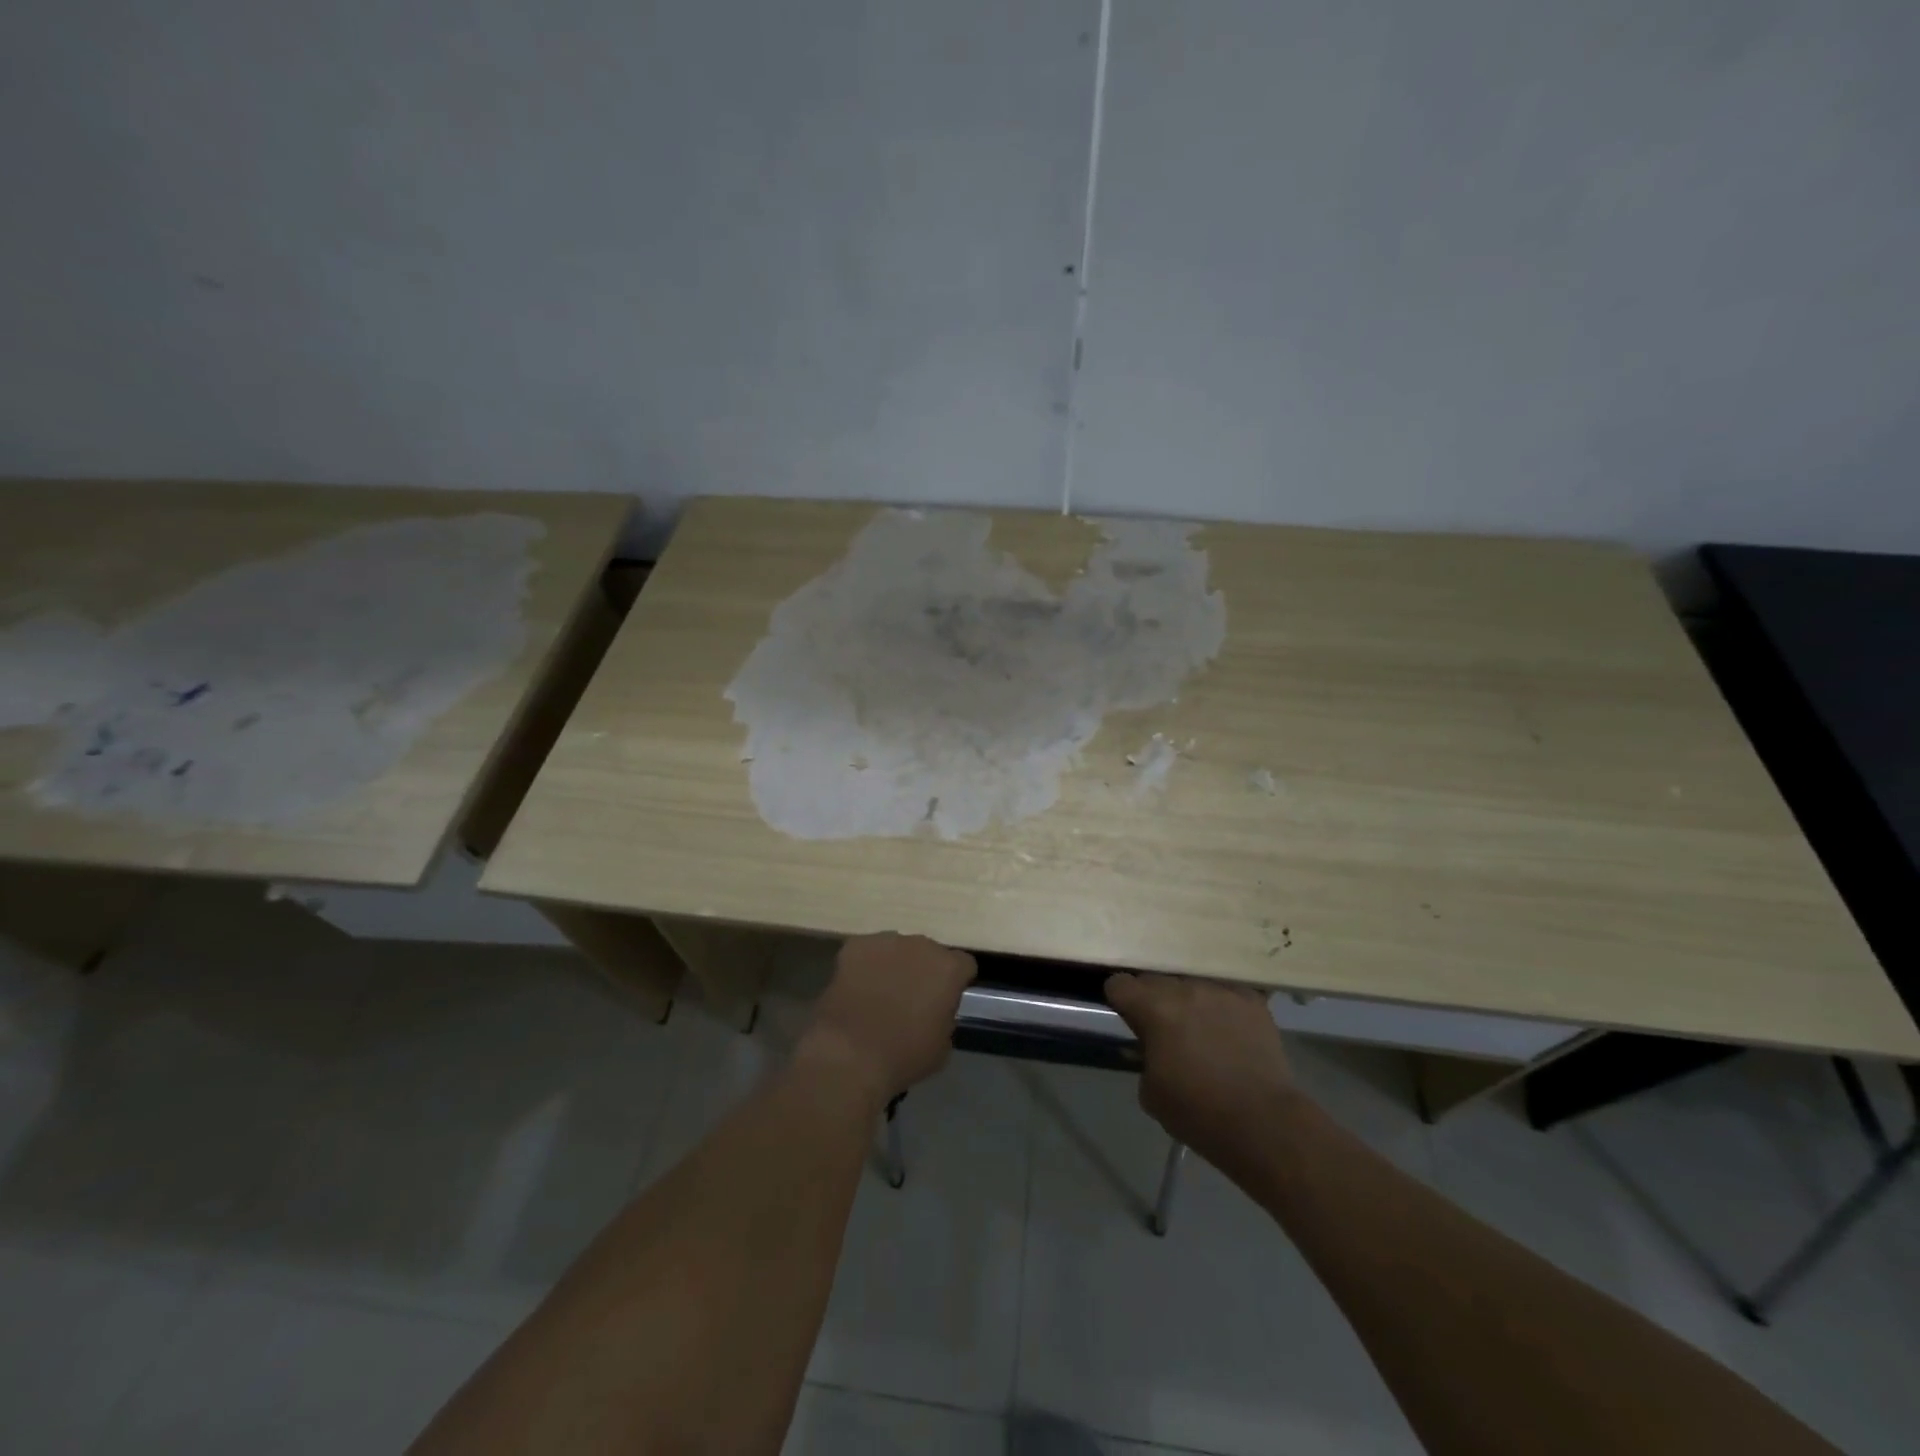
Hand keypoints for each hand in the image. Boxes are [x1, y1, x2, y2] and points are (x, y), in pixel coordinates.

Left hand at [799, 934, 976, 1104]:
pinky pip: (867, 952)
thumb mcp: (942, 1045)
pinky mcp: (855, 945)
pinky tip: (857, 989)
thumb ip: (945, 1016)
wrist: (850, 1053)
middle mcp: (921, 945)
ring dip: (895, 966)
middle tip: (911, 997)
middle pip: (928, 952)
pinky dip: (865, 966)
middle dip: (923, 970)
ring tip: (880, 993)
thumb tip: (936, 1009)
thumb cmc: (903, 1055)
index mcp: (948, 968)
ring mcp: (886, 941)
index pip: (963, 964)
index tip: (946, 999)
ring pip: (897, 949)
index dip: (956, 982)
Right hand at [1104, 973, 1298, 1155]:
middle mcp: (1185, 989)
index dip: (1120, 1001)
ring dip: (1189, 1000)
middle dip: (1153, 999)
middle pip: (1155, 979)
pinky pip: (1226, 992)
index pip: (1119, 984)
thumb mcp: (1150, 1090)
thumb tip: (1154, 1046)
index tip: (1129, 1018)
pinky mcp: (1252, 1000)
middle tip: (1164, 1027)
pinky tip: (1230, 1029)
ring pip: (1192, 983)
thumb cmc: (1198, 1112)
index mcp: (1154, 1008)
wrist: (1263, 1123)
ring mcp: (1221, 990)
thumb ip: (1144, 1055)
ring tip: (1201, 1028)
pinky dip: (1222, 1006)